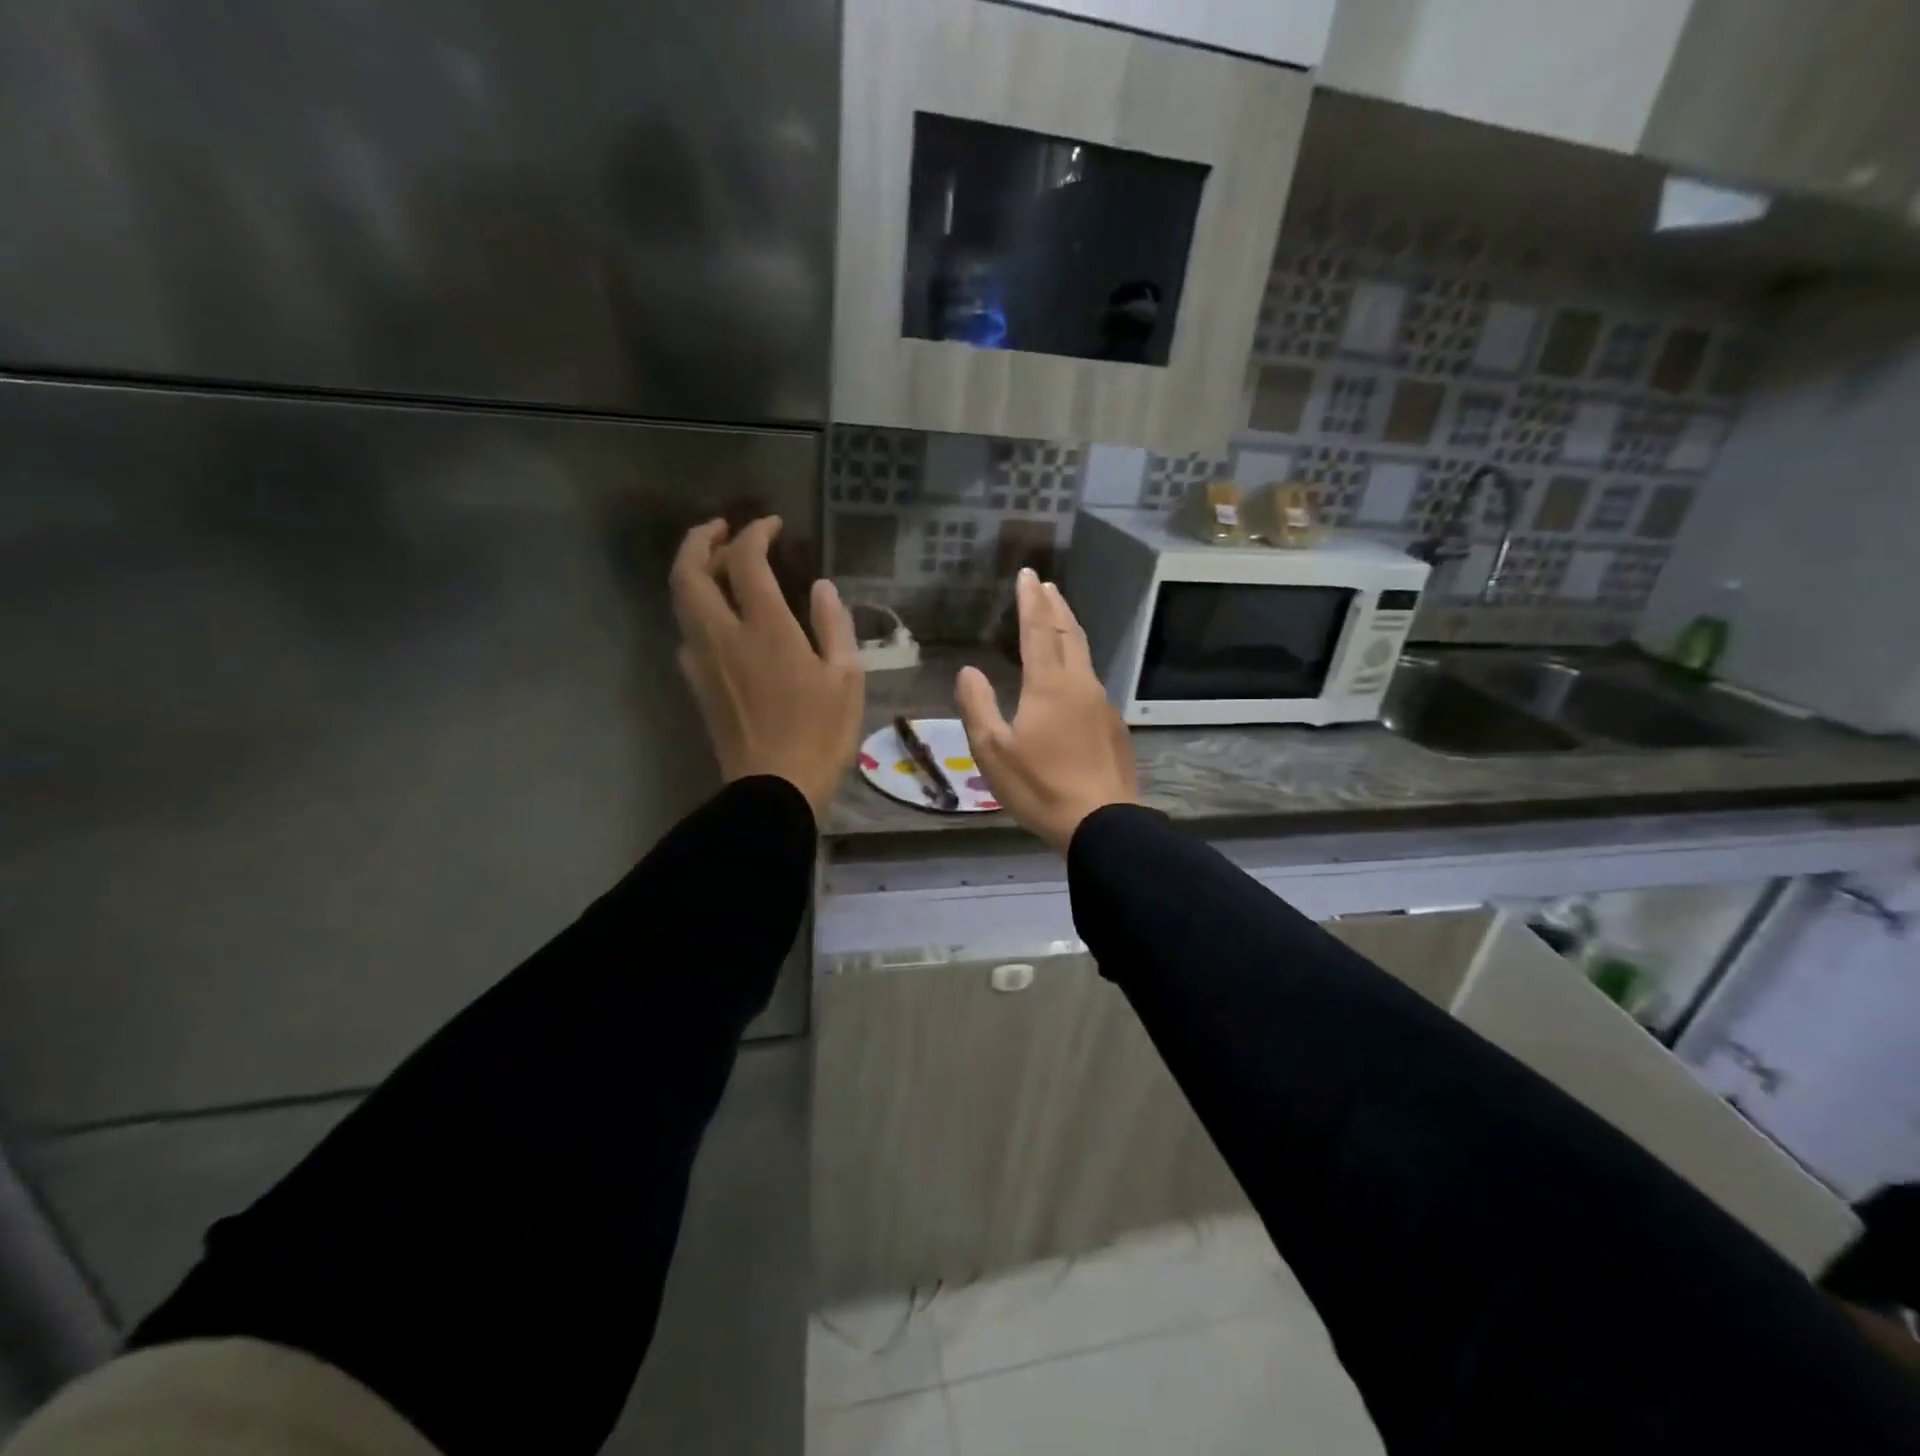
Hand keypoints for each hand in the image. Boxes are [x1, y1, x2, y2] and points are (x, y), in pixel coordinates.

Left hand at [671, 516, 863, 822]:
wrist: (774, 788)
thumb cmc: (821, 735)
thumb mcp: (846, 678)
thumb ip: (834, 626)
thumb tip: (820, 587)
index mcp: (766, 630)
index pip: (746, 562)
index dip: (755, 534)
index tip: (771, 525)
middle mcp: (724, 636)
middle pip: (690, 572)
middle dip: (700, 540)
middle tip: (721, 529)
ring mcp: (703, 660)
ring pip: (681, 601)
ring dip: (693, 571)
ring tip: (718, 565)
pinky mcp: (697, 684)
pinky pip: (687, 632)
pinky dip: (698, 609)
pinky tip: (720, 619)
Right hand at [955, 568, 1138, 853]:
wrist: (1102, 822)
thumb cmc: (1040, 786)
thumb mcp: (993, 751)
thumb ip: (977, 706)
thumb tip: (969, 670)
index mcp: (1049, 685)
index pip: (1038, 630)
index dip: (1030, 601)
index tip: (1028, 574)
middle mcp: (1080, 684)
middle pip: (1069, 634)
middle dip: (1055, 606)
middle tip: (1047, 585)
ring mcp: (1102, 704)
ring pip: (1085, 655)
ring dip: (1070, 631)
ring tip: (1060, 618)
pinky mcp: (1114, 726)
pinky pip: (1093, 682)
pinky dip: (1079, 664)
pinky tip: (1073, 678)